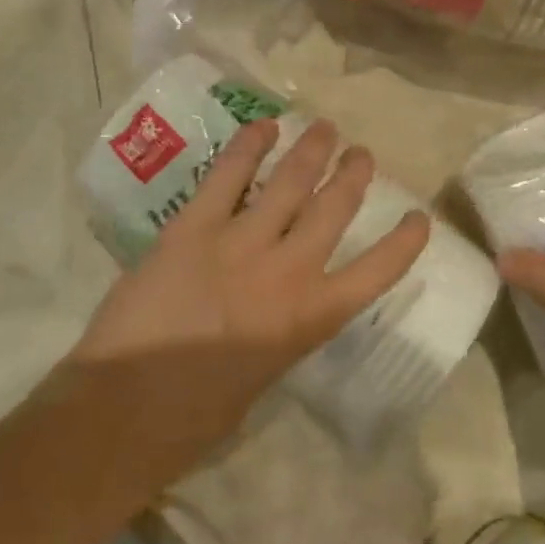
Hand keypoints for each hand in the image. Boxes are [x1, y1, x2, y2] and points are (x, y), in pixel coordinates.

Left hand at [74, 116, 430, 438]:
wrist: (125, 410)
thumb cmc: (197, 417)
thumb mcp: (264, 374)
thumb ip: (280, 331)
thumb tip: (276, 308)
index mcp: (311, 317)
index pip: (377, 271)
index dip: (405, 241)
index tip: (419, 217)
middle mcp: (287, 271)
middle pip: (333, 208)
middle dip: (353, 174)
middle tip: (360, 153)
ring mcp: (240, 243)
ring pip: (289, 183)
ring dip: (312, 150)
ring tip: (325, 128)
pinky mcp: (193, 228)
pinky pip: (227, 177)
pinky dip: (248, 146)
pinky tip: (264, 127)